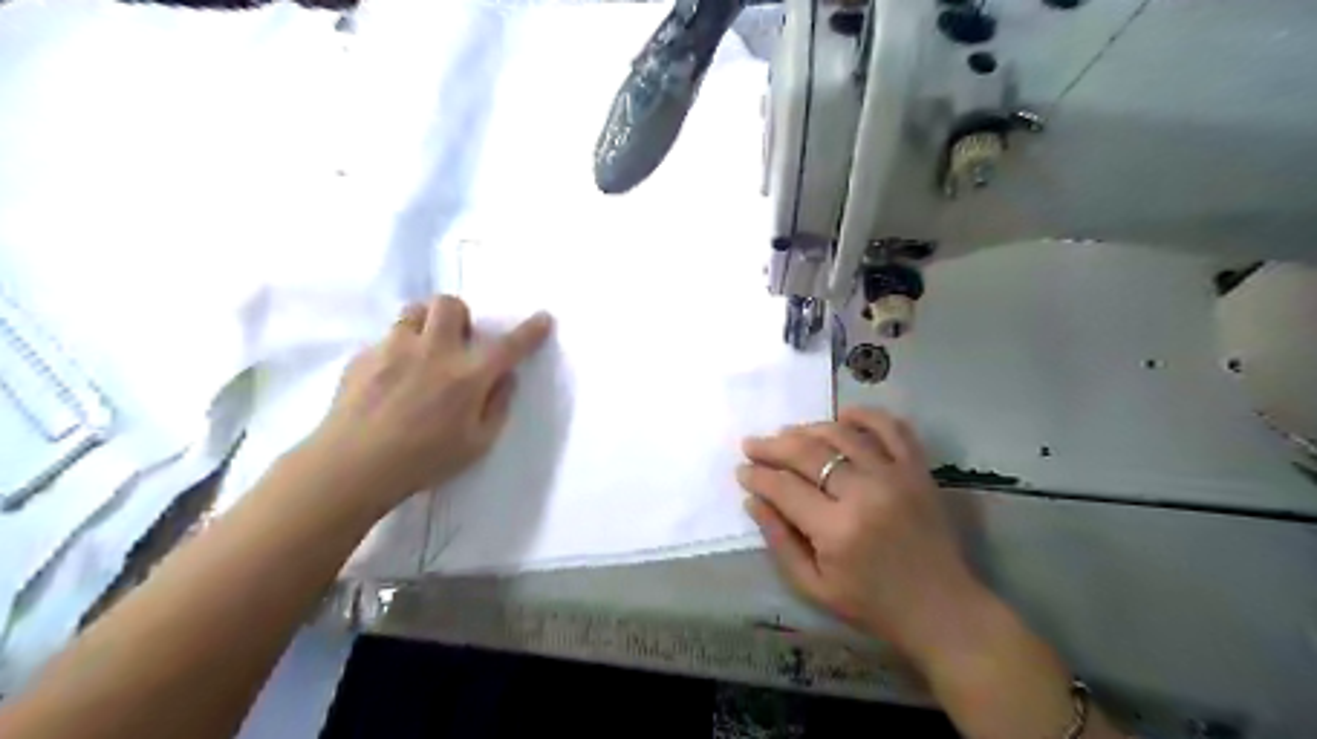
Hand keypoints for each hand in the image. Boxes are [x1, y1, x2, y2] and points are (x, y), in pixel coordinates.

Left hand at [305, 295, 550, 512]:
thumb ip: (498, 406)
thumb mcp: (477, 444)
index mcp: (468, 375)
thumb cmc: (424, 461)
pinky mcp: (363, 357)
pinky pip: (387, 338)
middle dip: (461, 315)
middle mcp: (434, 351)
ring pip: (414, 310)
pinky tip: (391, 380)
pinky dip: (397, 350)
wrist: (352, 467)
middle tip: (458, 342)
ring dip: (427, 324)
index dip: (530, 331)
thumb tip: (505, 377)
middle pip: (450, 304)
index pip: (508, 345)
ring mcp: (394, 349)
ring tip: (424, 351)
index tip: (543, 318)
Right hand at [740, 405, 988, 663]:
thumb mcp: (813, 586)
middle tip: (752, 445)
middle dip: (772, 446)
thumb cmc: (872, 605)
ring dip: (808, 429)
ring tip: (787, 434)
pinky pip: (891, 428)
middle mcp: (865, 493)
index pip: (784, 487)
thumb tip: (751, 499)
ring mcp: (895, 476)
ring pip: (842, 434)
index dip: (757, 476)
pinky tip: (843, 417)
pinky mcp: (918, 470)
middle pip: (808, 453)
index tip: (741, 470)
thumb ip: (779, 540)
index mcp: (837, 530)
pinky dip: (865, 416)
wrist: (941, 609)